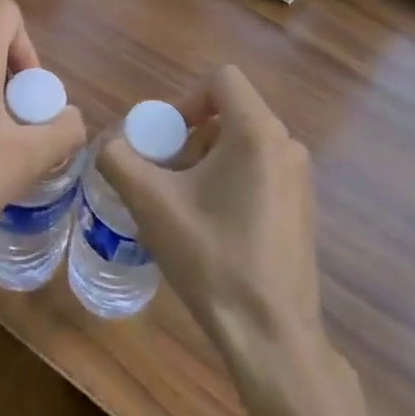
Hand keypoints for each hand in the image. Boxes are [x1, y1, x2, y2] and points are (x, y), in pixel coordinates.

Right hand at [98, 65, 321, 359]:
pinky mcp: (302, 208)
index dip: (185, 100)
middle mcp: (287, 145)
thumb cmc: (212, 257)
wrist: (271, 334)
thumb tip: (112, 145)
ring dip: (207, 162)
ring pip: (243, 144)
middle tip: (166, 178)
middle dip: (190, 138)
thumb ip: (120, 160)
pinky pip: (260, 171)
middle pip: (229, 114)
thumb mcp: (151, 203)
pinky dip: (230, 182)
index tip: (165, 140)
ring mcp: (300, 179)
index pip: (221, 80)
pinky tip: (212, 228)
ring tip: (184, 206)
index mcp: (258, 132)